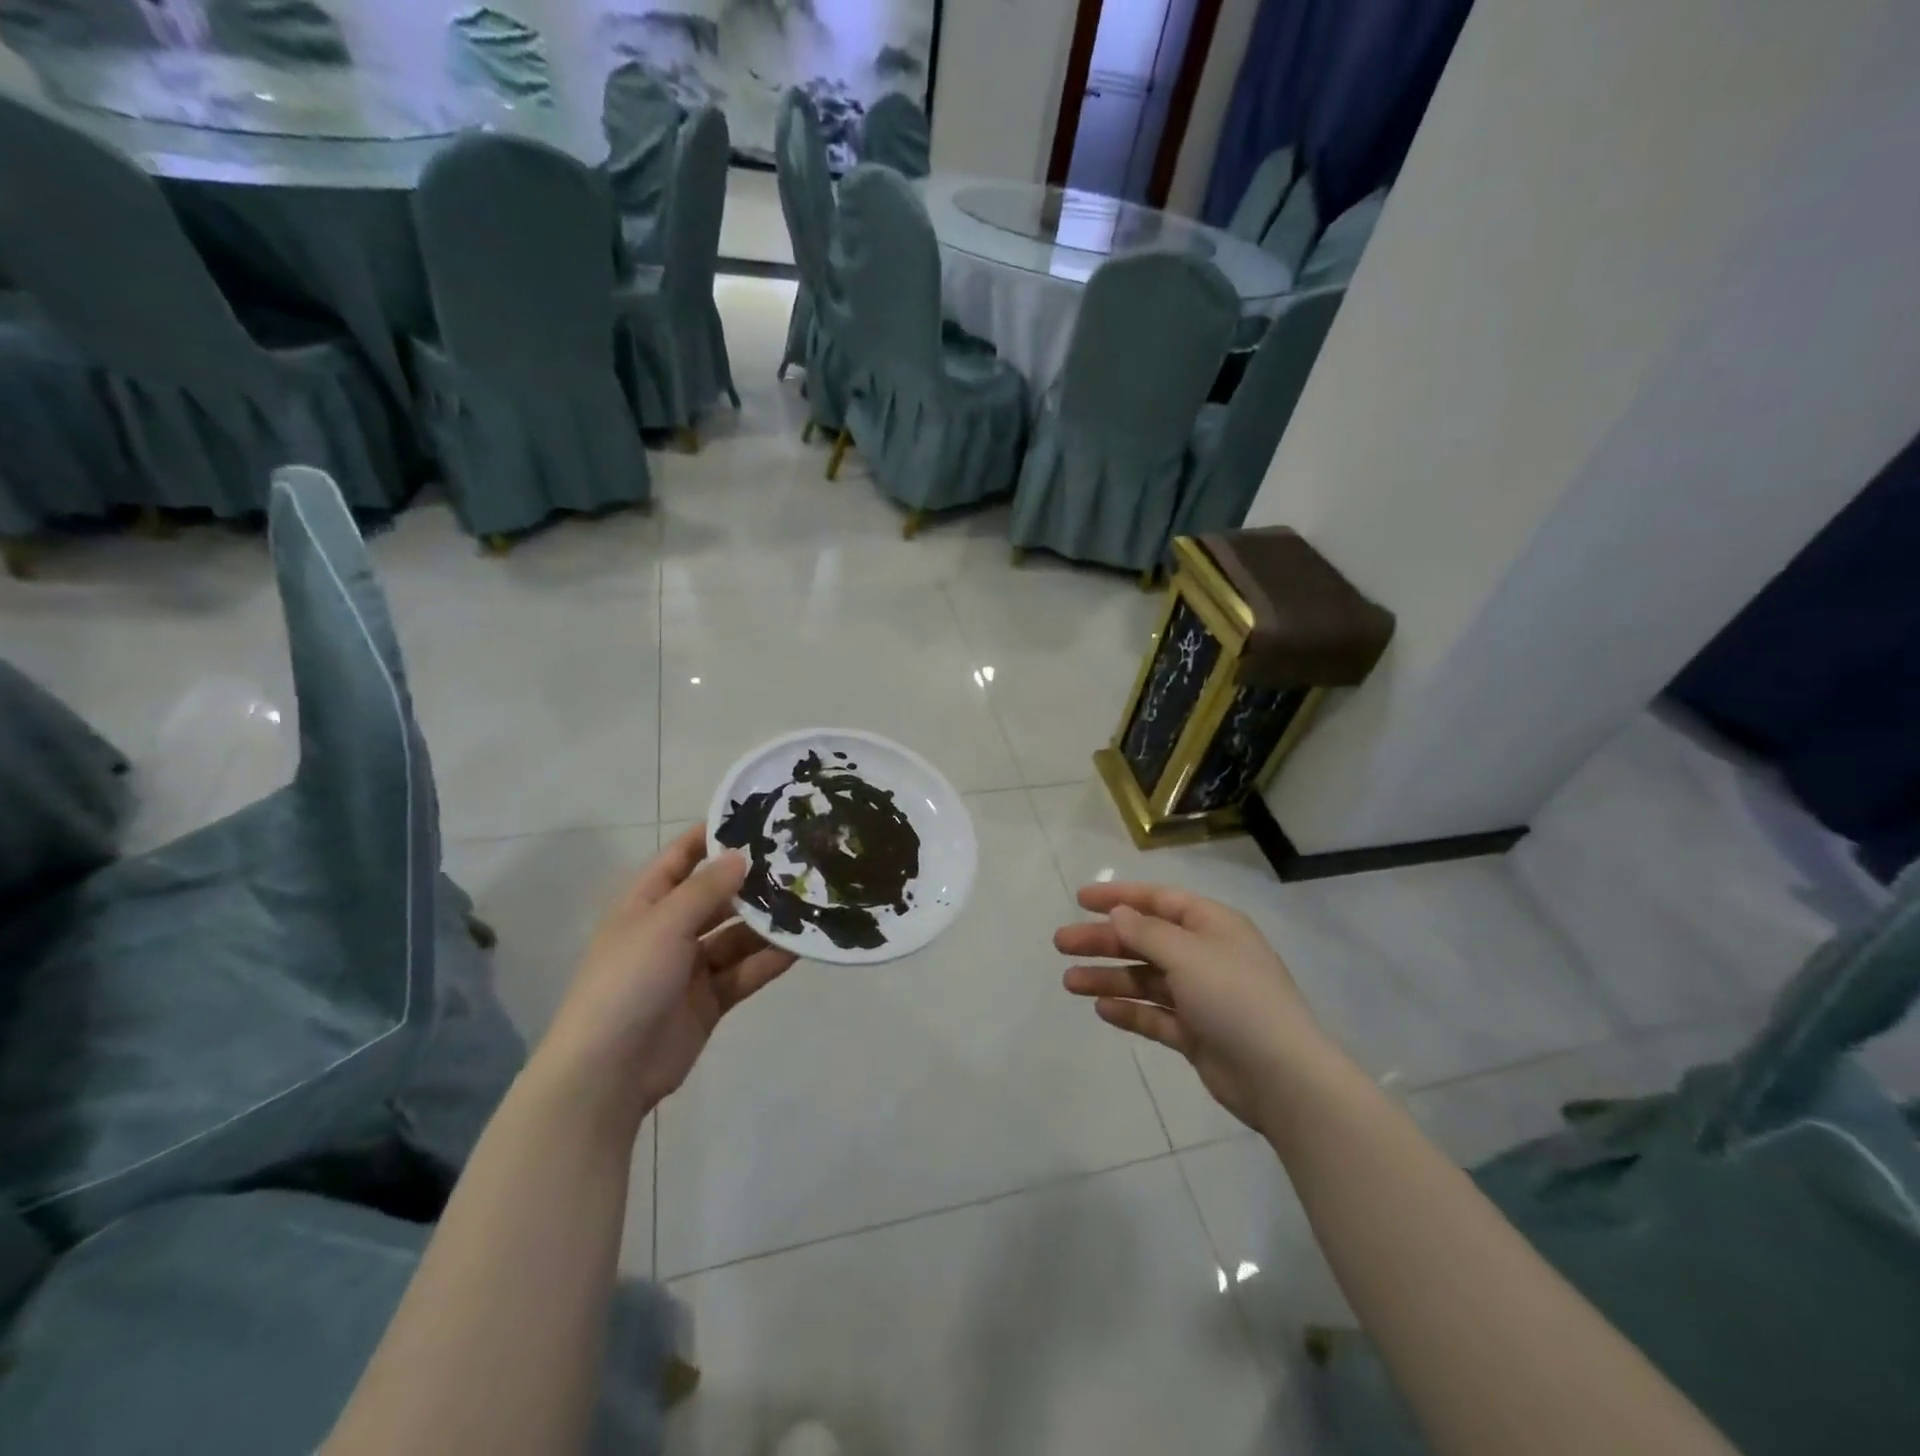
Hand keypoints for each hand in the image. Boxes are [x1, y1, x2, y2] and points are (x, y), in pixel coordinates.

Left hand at [535, 826, 796, 1130]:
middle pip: (715, 897)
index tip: (753, 818)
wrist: (607, 1073)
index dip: (710, 837)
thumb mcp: (665, 925)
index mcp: (645, 905)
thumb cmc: (627, 982)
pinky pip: (744, 972)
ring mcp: (690, 968)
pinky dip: (769, 960)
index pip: (679, 858)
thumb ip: (706, 889)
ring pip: (736, 936)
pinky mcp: (710, 1001)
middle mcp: (669, 931)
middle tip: (797, 862)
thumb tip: (741, 855)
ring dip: (766, 924)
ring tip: (808, 902)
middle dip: (750, 882)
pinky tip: (800, 946)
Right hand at [1057, 883, 1324, 1132]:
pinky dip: (1130, 1010)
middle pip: (1145, 940)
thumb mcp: (1188, 955)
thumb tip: (1119, 913)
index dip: (1119, 897)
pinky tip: (1102, 1009)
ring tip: (1069, 983)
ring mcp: (1201, 997)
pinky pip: (1155, 1015)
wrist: (1281, 1078)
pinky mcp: (1196, 1034)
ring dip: (1109, 977)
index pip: (1159, 900)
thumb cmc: (1235, 999)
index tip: (1080, 898)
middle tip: (1061, 943)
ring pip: (1145, 979)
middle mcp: (1206, 956)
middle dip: (1103, 940)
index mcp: (1212, 926)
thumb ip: (1147, 932)